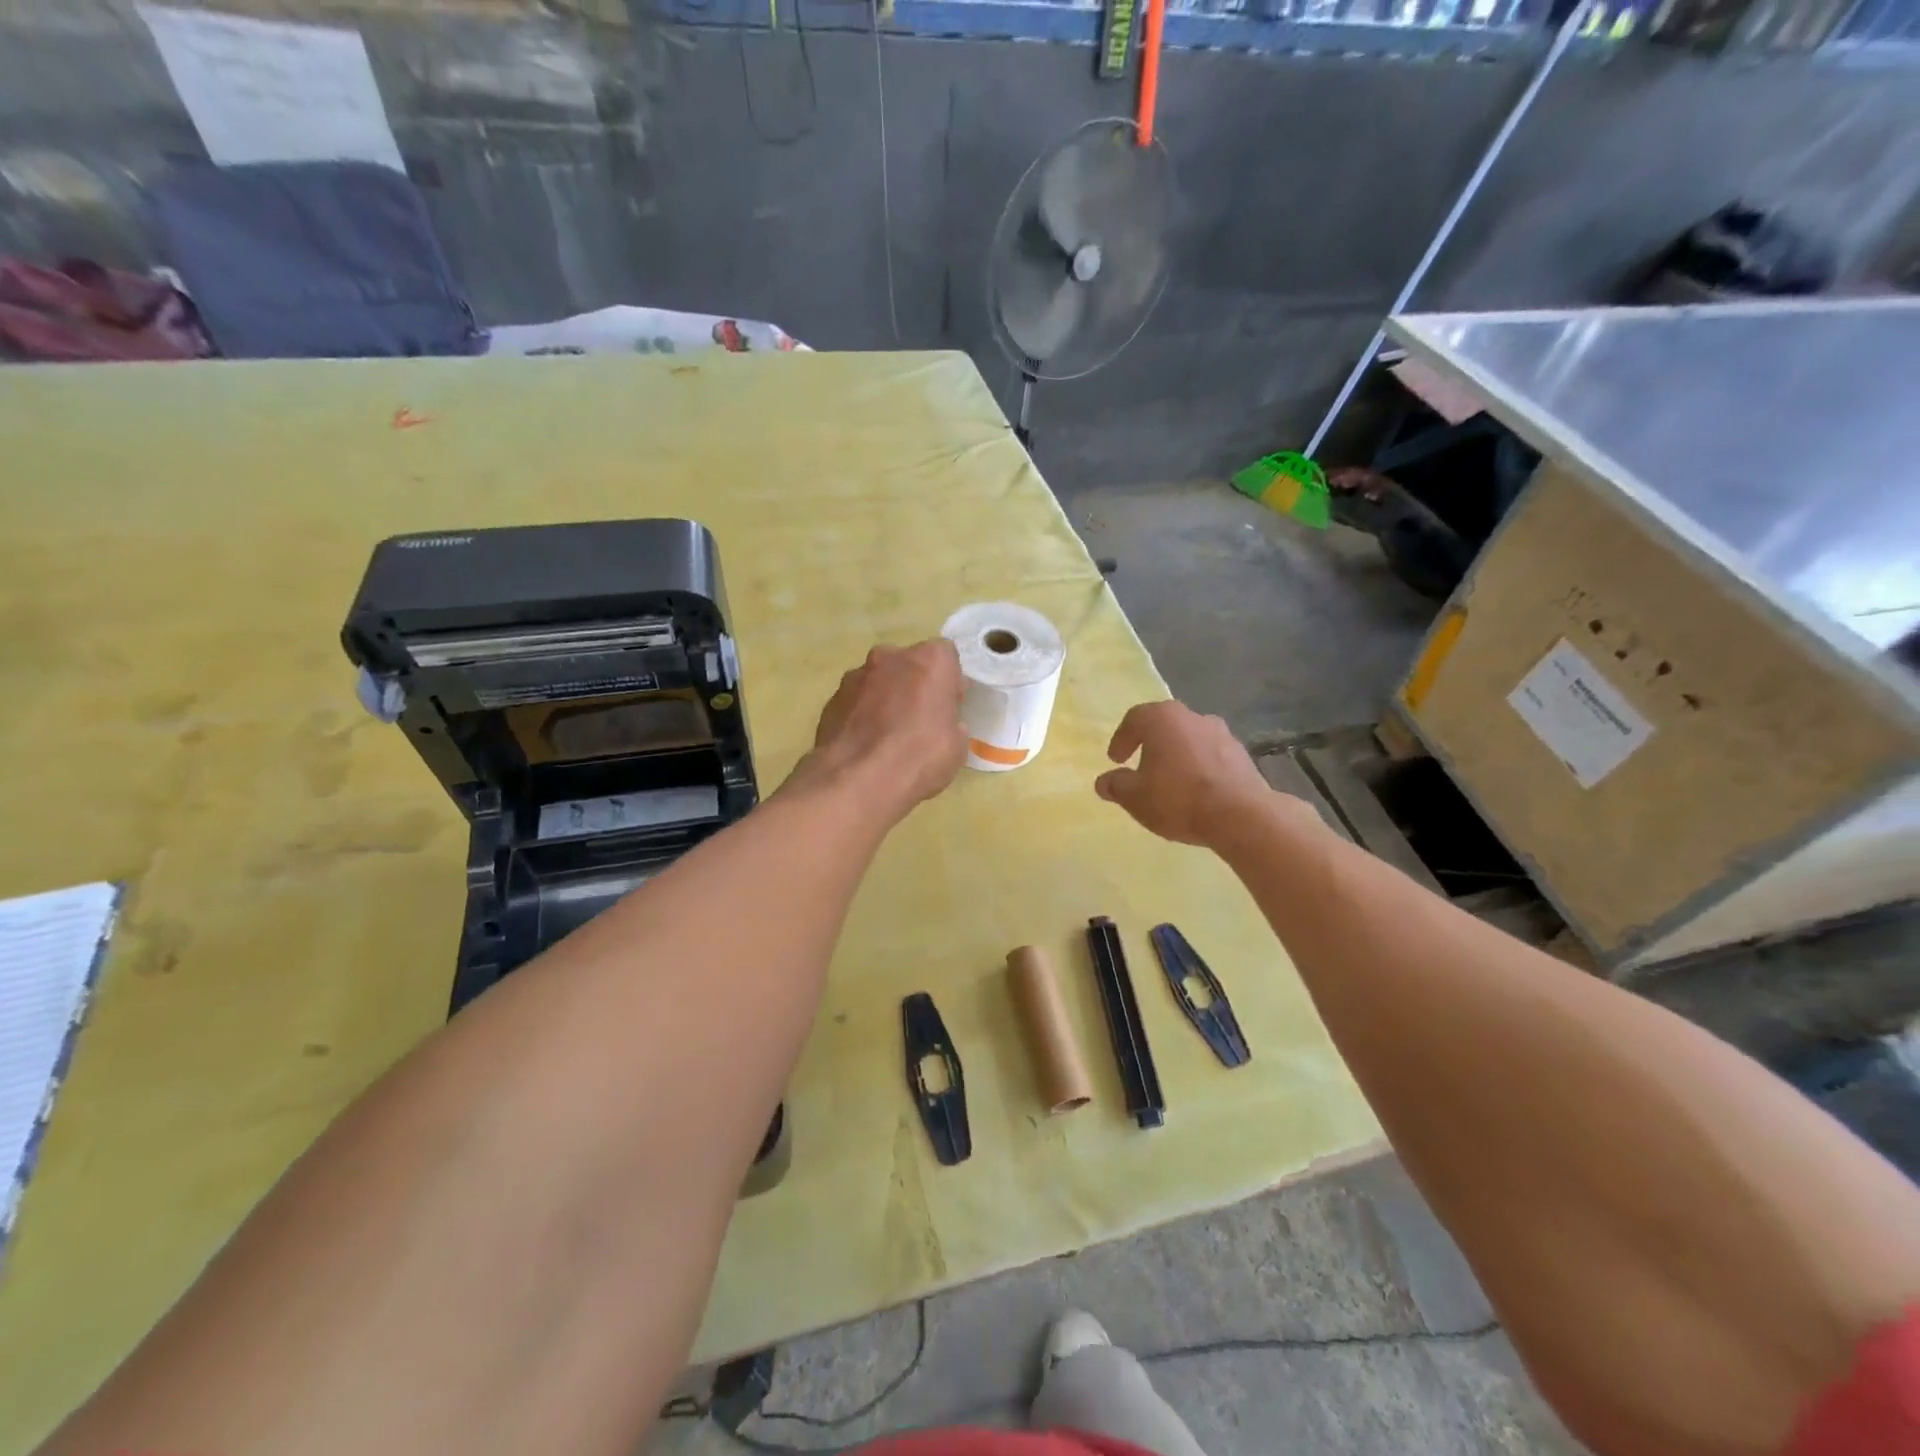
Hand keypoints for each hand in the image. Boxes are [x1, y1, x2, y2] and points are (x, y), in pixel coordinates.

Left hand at [795, 639, 967, 819]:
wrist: (857, 780)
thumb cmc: (919, 757)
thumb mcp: (957, 746)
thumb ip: (950, 723)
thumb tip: (942, 724)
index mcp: (929, 661)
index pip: (946, 657)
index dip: (948, 682)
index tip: (948, 708)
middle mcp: (890, 657)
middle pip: (908, 665)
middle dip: (913, 685)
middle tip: (918, 721)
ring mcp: (855, 676)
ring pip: (878, 681)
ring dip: (885, 699)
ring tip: (887, 737)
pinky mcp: (831, 699)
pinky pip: (855, 701)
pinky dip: (861, 715)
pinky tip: (865, 745)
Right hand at [1094, 700, 1278, 847]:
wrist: (1241, 816)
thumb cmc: (1178, 799)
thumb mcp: (1135, 797)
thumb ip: (1116, 786)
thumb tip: (1104, 781)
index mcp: (1163, 718)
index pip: (1134, 719)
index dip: (1121, 739)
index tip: (1115, 760)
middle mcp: (1193, 717)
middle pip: (1165, 726)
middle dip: (1150, 745)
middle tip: (1141, 768)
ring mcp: (1222, 734)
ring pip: (1190, 740)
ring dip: (1177, 756)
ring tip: (1170, 782)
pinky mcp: (1242, 755)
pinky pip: (1211, 756)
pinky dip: (1199, 768)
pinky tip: (1196, 791)